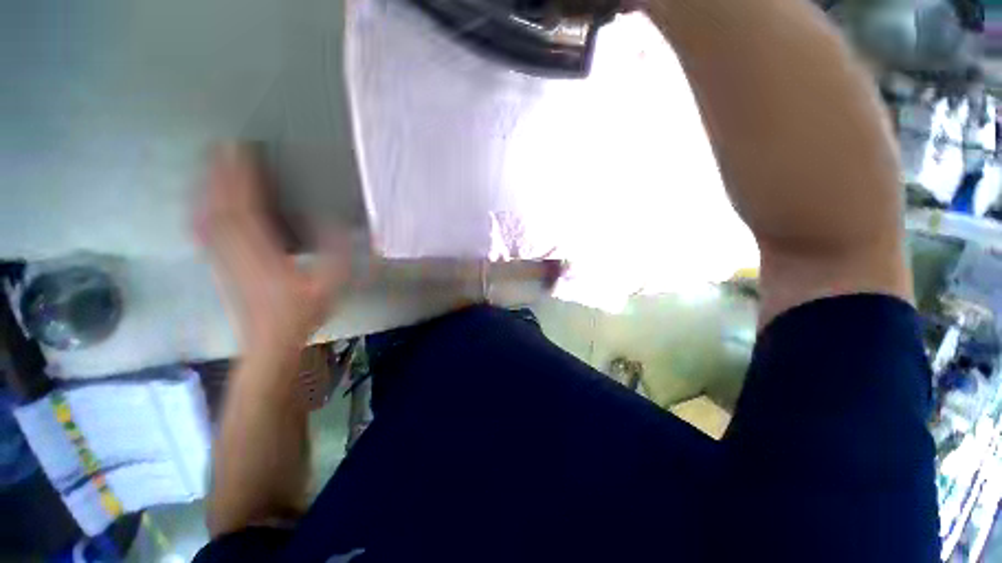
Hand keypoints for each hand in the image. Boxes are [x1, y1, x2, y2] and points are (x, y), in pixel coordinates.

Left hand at [197, 145, 349, 356]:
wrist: (270, 341)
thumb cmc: (303, 312)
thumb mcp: (331, 283)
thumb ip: (338, 252)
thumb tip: (337, 221)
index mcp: (263, 254)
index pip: (245, 207)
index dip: (241, 177)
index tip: (242, 149)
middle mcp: (235, 251)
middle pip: (220, 205)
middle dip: (219, 173)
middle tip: (223, 145)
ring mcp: (222, 259)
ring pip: (207, 216)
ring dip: (206, 187)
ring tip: (211, 164)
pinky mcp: (219, 265)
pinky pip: (203, 231)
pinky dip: (201, 210)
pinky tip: (203, 201)